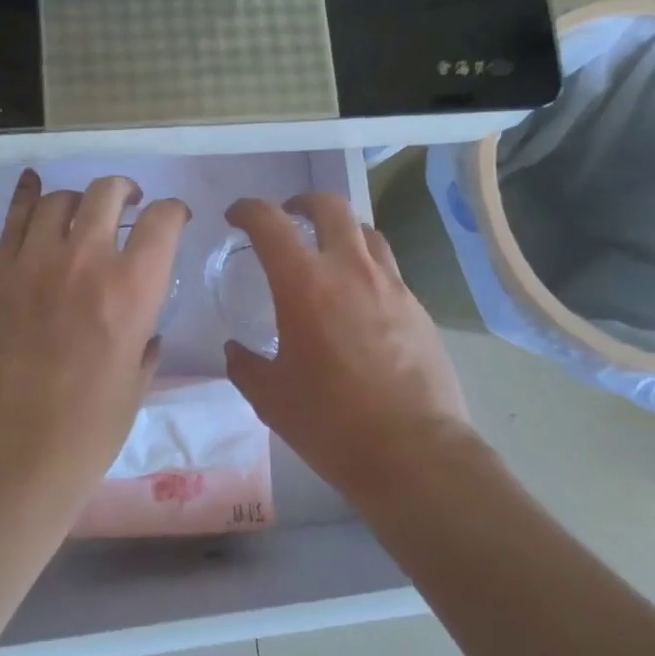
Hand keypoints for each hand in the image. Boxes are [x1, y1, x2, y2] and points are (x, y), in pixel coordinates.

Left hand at [0, 170, 189, 480]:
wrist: (9, 454)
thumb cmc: (87, 430)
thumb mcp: (136, 383)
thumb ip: (144, 340)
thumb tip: (143, 326)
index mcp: (133, 289)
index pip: (163, 221)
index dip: (174, 212)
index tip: (174, 219)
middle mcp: (86, 260)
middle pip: (107, 193)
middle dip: (126, 191)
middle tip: (130, 203)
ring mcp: (34, 262)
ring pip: (59, 200)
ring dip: (79, 201)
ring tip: (81, 214)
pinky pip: (13, 219)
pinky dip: (27, 197)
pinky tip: (34, 186)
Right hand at [223, 194, 470, 486]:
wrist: (415, 453)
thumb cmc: (331, 423)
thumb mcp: (271, 398)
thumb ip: (246, 366)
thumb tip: (236, 350)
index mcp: (305, 285)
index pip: (270, 223)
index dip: (248, 210)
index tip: (236, 216)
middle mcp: (350, 271)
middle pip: (331, 207)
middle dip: (303, 202)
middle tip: (289, 216)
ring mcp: (392, 287)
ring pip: (367, 233)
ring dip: (342, 231)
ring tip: (329, 253)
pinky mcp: (418, 309)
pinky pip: (389, 271)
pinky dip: (367, 269)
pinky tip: (360, 302)